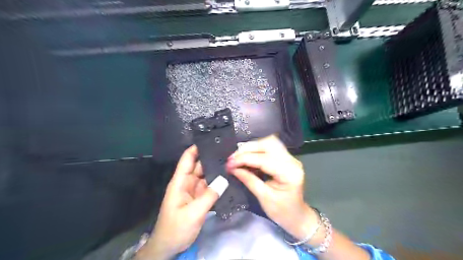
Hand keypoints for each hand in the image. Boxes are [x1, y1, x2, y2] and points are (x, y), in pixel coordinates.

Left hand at [137, 147, 230, 259]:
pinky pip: (210, 187)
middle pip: (200, 165)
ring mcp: (194, 191)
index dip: (197, 148)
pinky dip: (218, 183)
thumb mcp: (193, 213)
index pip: (188, 159)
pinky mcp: (199, 199)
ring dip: (217, 171)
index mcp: (180, 182)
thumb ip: (209, 195)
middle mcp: (187, 183)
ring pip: (206, 176)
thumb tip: (225, 179)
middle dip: (212, 158)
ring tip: (232, 163)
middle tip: (229, 152)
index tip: (211, 140)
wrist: (169, 247)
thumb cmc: (175, 229)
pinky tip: (229, 179)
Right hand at [226, 135, 318, 240]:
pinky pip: (269, 148)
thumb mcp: (264, 198)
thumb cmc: (282, 212)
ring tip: (238, 157)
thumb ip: (248, 180)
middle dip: (247, 148)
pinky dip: (256, 150)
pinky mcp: (285, 158)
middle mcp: (292, 161)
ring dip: (251, 147)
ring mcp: (290, 158)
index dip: (244, 159)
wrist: (297, 216)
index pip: (264, 159)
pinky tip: (247, 158)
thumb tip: (233, 168)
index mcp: (289, 173)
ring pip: (268, 142)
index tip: (229, 163)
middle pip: (268, 144)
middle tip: (232, 158)